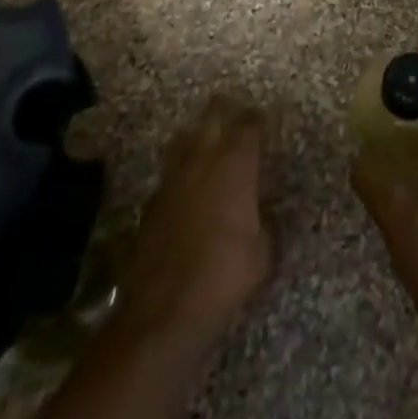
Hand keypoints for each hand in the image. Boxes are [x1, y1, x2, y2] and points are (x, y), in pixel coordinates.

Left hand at [120, 93, 272, 342]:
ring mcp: (172, 180)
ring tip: (206, 142)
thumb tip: (259, 210)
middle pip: (212, 117)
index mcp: (235, 165)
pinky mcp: (151, 204)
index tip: (266, 118)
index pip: (250, 125)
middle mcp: (203, 161)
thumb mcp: (263, 250)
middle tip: (234, 107)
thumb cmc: (226, 275)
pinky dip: (180, 173)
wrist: (165, 311)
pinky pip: (169, 175)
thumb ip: (263, 219)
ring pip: (183, 140)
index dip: (258, 119)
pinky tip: (187, 189)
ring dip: (196, 135)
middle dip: (224, 108)